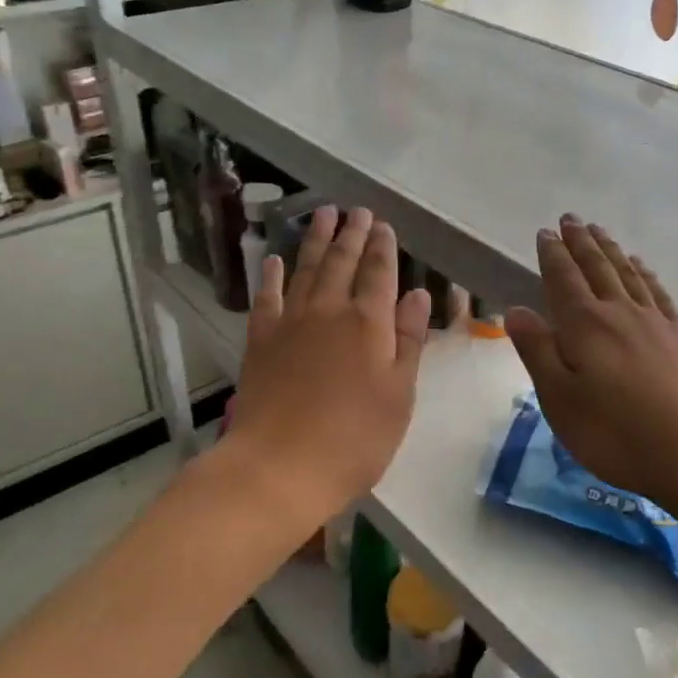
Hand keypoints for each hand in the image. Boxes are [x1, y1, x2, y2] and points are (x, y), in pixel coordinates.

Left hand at [228, 206, 430, 526]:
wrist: (279, 467)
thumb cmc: (354, 439)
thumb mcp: (399, 395)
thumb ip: (408, 341)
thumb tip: (417, 294)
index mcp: (369, 324)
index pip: (379, 274)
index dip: (383, 248)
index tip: (384, 226)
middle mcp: (329, 311)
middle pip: (342, 262)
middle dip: (352, 234)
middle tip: (357, 211)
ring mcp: (290, 323)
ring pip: (306, 269)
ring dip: (316, 240)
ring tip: (323, 214)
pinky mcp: (260, 340)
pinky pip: (267, 297)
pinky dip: (272, 275)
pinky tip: (274, 259)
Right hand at [507, 216, 677, 506]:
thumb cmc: (615, 433)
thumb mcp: (560, 399)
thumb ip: (537, 351)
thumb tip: (515, 310)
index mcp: (584, 326)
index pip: (563, 279)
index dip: (552, 254)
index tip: (545, 232)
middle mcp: (619, 312)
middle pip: (597, 267)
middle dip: (580, 242)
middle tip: (570, 219)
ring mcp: (654, 322)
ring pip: (628, 273)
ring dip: (610, 250)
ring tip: (599, 231)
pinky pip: (658, 292)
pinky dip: (645, 273)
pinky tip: (641, 266)